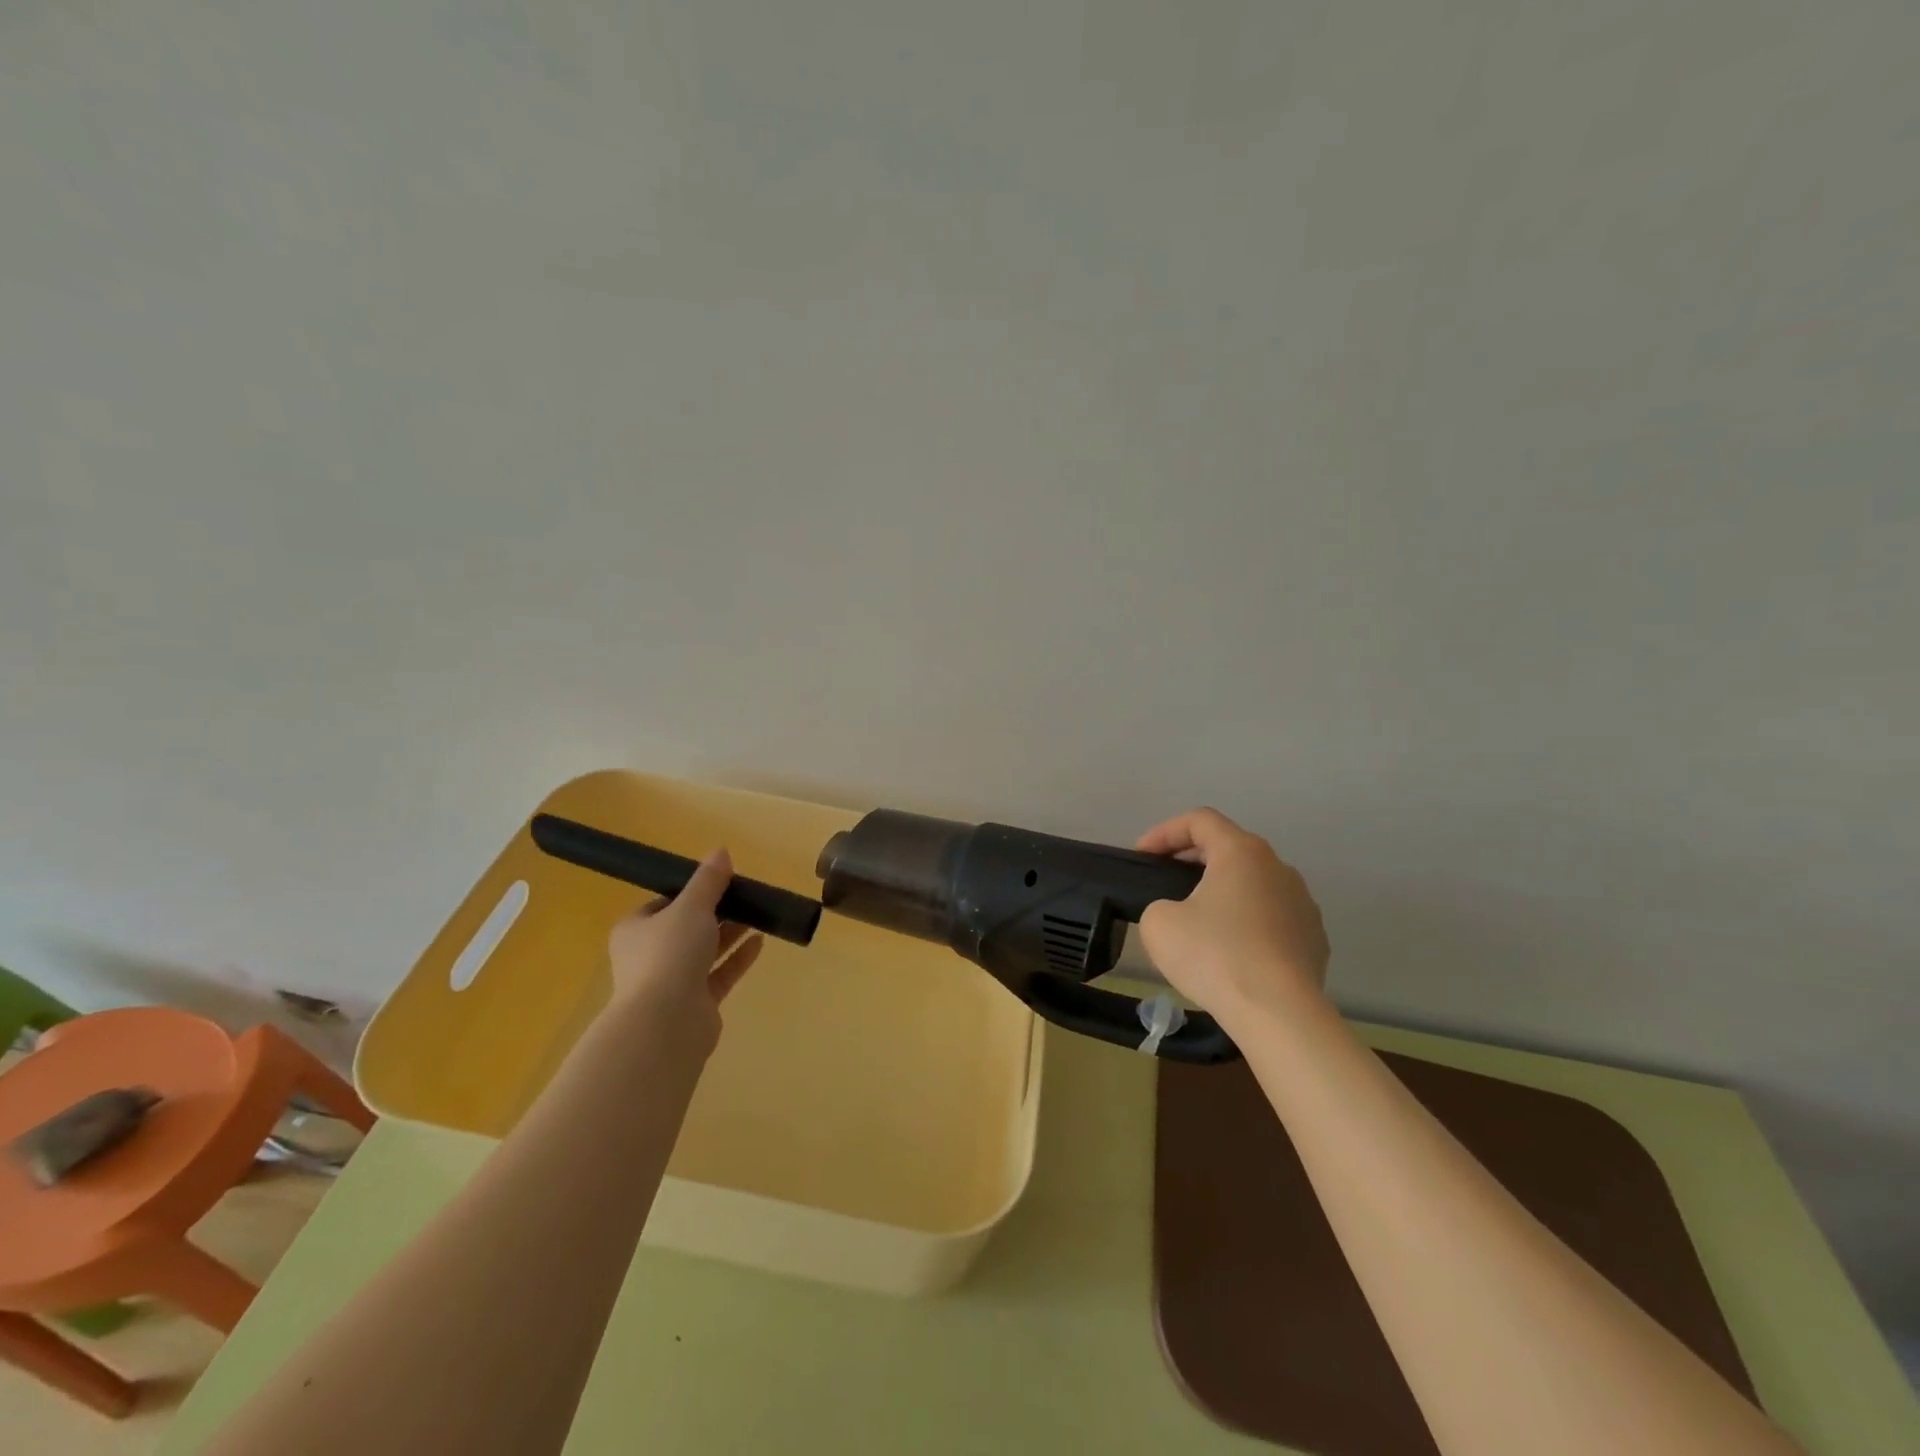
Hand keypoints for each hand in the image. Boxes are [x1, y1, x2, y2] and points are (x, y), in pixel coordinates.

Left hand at [605, 848, 763, 1054]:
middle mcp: (649, 955)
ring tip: (759, 915)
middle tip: (745, 896)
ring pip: (704, 951)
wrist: (665, 1022)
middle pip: (686, 927)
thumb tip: (720, 852)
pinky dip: (737, 958)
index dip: (690, 892)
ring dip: (730, 934)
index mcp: (635, 930)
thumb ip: (708, 881)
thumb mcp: (691, 907)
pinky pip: (719, 974)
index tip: (719, 882)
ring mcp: (671, 983)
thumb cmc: (669, 954)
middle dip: (716, 912)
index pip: (662, 904)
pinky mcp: (695, 1003)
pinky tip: (760, 942)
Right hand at [1134, 808, 1328, 1024]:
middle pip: (1230, 848)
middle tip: (1165, 883)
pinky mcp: (1314, 939)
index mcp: (1242, 852)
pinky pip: (1272, 918)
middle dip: (1193, 860)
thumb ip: (1159, 905)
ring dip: (1223, 892)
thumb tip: (1178, 915)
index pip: (1200, 820)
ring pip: (1254, 884)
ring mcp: (1303, 903)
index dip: (1164, 832)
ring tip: (1198, 922)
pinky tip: (1231, 953)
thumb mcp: (1158, 923)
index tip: (1142, 857)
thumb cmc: (1215, 955)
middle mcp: (1278, 867)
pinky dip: (1247, 924)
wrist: (1279, 1014)